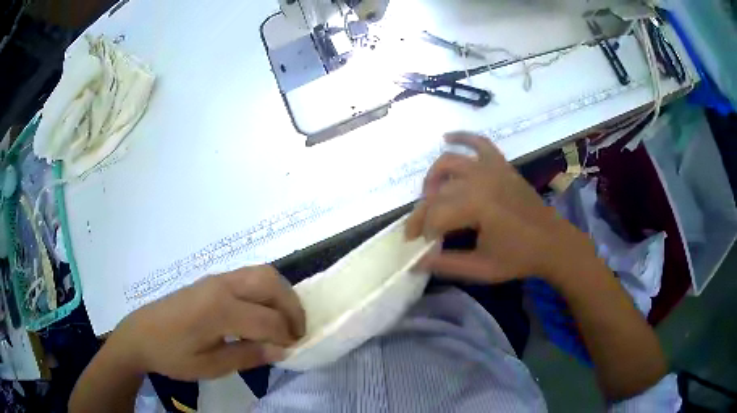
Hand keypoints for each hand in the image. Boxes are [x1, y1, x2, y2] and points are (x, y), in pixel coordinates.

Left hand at [107, 265, 304, 380]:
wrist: (141, 334)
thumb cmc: (172, 355)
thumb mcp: (210, 366)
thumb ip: (248, 356)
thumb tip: (281, 350)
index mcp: (219, 310)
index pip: (268, 320)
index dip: (286, 337)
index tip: (292, 351)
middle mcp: (221, 286)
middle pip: (271, 283)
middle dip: (292, 308)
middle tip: (296, 333)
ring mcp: (216, 279)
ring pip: (262, 273)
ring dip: (281, 295)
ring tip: (284, 322)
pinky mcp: (212, 280)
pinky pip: (249, 276)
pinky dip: (266, 291)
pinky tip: (263, 313)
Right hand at [406, 132, 594, 284]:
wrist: (553, 243)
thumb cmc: (520, 258)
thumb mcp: (482, 268)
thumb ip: (446, 265)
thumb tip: (415, 263)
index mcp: (478, 206)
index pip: (435, 215)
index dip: (422, 232)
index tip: (420, 247)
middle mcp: (481, 180)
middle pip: (438, 192)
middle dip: (423, 213)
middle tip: (420, 232)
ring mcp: (493, 169)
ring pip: (450, 162)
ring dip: (433, 177)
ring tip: (429, 196)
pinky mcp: (502, 165)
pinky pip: (480, 143)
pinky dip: (462, 137)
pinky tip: (447, 138)